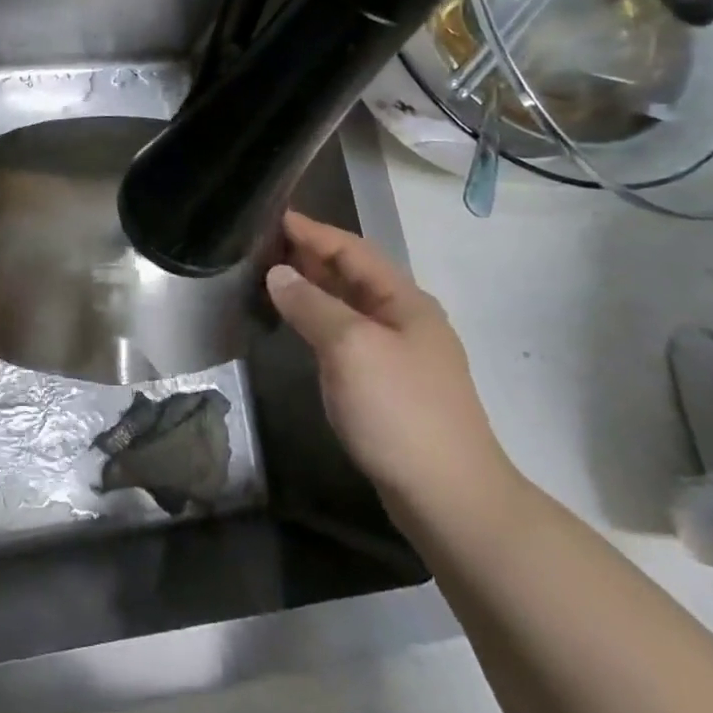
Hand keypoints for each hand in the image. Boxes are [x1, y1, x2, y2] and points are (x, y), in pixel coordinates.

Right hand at [265, 211, 519, 530]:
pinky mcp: (387, 385)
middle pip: (352, 274)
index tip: (273, 215)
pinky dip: (319, 319)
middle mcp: (404, 320)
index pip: (352, 250)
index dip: (313, 231)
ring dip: (313, 287)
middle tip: (263, 243)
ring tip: (272, 275)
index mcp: (404, 301)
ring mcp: (398, 354)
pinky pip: (347, 335)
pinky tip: (299, 324)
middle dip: (311, 254)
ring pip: (348, 305)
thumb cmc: (400, 411)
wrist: (449, 497)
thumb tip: (277, 273)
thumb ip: (311, 305)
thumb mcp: (350, 348)